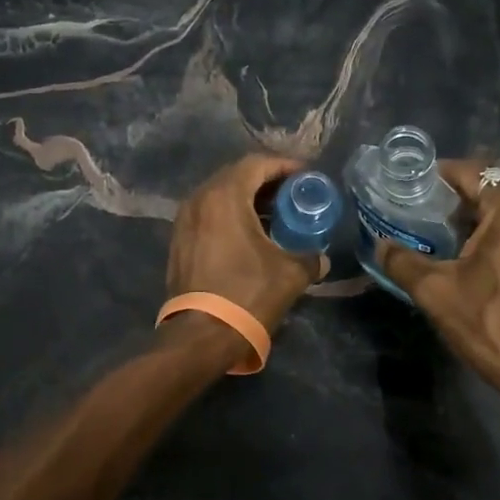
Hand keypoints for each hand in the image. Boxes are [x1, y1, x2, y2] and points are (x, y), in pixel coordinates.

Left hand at [168, 154, 322, 334]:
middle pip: (236, 176)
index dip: (284, 165)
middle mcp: (198, 200)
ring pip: (219, 196)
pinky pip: (208, 215)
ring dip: (247, 199)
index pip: (256, 164)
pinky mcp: (179, 242)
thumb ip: (310, 258)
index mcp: (224, 197)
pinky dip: (230, 215)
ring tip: (275, 214)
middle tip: (292, 193)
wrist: (201, 335)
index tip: (306, 176)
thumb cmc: (248, 295)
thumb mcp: (290, 274)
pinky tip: (250, 234)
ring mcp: (184, 221)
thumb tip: (320, 259)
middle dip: (266, 181)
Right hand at [376, 161, 499, 415]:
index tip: (417, 187)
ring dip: (487, 224)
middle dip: (462, 203)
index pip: (474, 172)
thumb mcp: (436, 293)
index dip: (442, 175)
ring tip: (458, 246)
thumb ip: (402, 261)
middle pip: (496, 193)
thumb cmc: (492, 326)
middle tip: (430, 221)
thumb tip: (380, 244)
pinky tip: (493, 267)